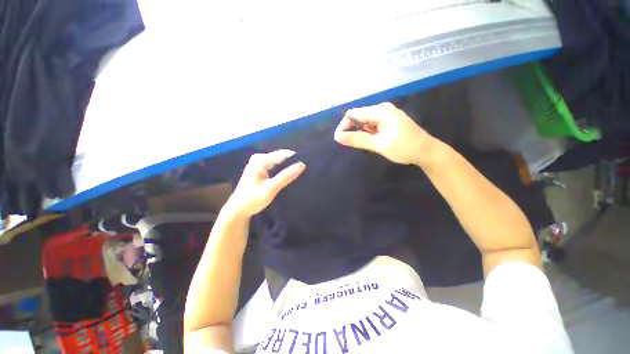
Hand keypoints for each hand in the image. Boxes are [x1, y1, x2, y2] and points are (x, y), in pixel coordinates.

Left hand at [226, 150, 304, 217]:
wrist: (238, 210)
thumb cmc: (253, 199)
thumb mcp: (271, 188)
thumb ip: (286, 176)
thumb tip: (302, 165)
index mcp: (260, 160)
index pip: (283, 154)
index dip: (296, 158)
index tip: (308, 163)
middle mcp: (259, 159)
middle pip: (281, 157)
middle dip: (292, 163)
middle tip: (305, 169)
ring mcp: (259, 164)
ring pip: (278, 163)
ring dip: (288, 167)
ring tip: (301, 172)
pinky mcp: (260, 171)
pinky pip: (275, 167)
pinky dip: (282, 171)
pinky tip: (290, 175)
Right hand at [334, 102, 434, 164]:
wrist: (426, 152)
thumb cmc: (404, 147)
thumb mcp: (378, 144)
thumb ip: (357, 139)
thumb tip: (337, 136)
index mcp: (380, 111)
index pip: (353, 114)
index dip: (344, 125)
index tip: (339, 139)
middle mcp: (382, 110)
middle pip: (358, 117)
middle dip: (352, 130)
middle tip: (352, 145)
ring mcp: (386, 116)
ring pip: (364, 123)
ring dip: (360, 134)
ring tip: (366, 145)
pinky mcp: (388, 123)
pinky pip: (372, 127)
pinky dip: (368, 135)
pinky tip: (373, 142)